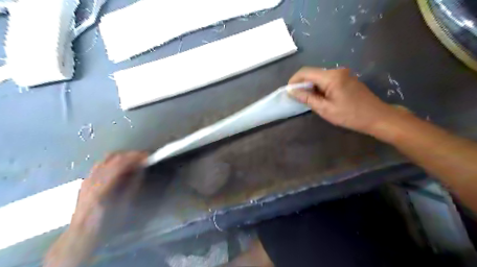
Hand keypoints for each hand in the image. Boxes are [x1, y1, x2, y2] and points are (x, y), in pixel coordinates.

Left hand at [46, 151, 148, 265]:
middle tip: (143, 158)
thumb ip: (133, 184)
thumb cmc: (106, 223)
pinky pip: (101, 165)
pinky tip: (120, 168)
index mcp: (102, 186)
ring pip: (106, 159)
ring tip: (133, 161)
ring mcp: (87, 179)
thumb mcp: (124, 205)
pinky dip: (113, 162)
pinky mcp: (86, 181)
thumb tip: (141, 169)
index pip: (120, 163)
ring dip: (122, 157)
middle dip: (130, 155)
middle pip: (113, 157)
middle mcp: (92, 179)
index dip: (135, 157)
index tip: (147, 156)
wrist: (81, 235)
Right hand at [286, 67, 398, 135]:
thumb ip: (307, 98)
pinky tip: (320, 98)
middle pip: (312, 73)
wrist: (377, 117)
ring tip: (308, 100)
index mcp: (331, 77)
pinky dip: (320, 87)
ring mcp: (343, 73)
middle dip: (302, 84)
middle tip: (297, 98)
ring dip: (311, 86)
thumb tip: (291, 91)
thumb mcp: (325, 109)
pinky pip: (327, 79)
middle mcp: (337, 71)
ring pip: (319, 76)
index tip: (288, 92)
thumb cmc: (350, 115)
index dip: (294, 80)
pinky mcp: (346, 78)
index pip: (306, 72)